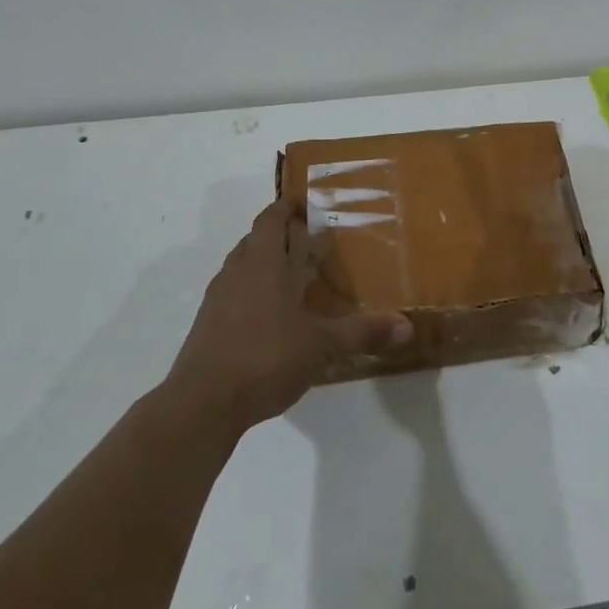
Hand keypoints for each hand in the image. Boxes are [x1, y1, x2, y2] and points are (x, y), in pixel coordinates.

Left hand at [167, 198, 412, 431]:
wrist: (202, 404)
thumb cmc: (265, 358)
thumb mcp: (322, 346)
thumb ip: (362, 332)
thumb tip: (407, 326)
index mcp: (263, 263)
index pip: (270, 219)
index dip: (286, 207)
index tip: (305, 204)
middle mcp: (236, 272)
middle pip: (254, 240)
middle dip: (278, 235)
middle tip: (308, 241)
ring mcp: (216, 299)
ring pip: (241, 266)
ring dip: (263, 263)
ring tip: (291, 277)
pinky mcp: (206, 326)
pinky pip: (232, 294)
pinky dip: (251, 292)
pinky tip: (269, 317)